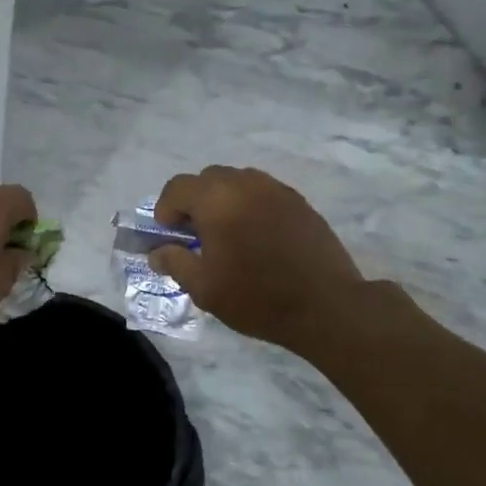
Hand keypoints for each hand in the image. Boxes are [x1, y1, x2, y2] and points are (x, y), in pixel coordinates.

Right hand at [149, 166, 363, 351]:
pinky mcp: (299, 202)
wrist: (326, 306)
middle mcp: (245, 184)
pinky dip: (250, 206)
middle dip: (194, 201)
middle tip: (196, 235)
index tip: (169, 235)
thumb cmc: (257, 297)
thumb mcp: (204, 288)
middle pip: (208, 178)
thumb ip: (175, 262)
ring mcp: (276, 190)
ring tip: (227, 235)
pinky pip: (263, 193)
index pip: (178, 187)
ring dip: (223, 201)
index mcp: (217, 200)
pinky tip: (257, 238)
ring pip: (238, 182)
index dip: (165, 208)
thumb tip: (158, 251)